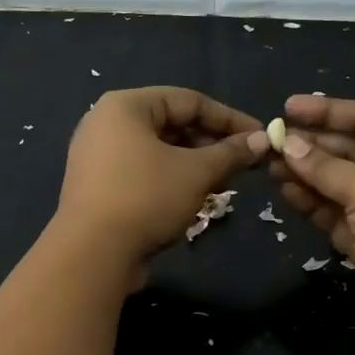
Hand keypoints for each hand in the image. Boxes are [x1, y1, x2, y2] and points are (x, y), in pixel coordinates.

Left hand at [56, 87, 262, 262]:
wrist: (91, 253)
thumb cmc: (146, 198)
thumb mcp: (196, 173)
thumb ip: (231, 153)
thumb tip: (262, 141)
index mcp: (125, 106)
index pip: (189, 100)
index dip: (229, 118)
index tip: (260, 137)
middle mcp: (105, 123)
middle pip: (171, 123)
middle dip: (211, 143)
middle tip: (244, 164)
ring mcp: (96, 155)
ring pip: (157, 150)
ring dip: (194, 163)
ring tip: (223, 182)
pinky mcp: (97, 185)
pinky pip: (141, 171)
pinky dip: (169, 178)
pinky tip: (193, 198)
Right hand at [259, 94, 354, 346]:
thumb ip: (325, 167)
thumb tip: (288, 144)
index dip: (328, 112)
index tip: (288, 108)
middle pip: (350, 152)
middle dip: (312, 146)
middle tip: (271, 141)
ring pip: (339, 185)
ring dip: (306, 175)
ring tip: (269, 166)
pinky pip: (335, 215)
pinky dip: (312, 204)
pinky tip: (286, 193)